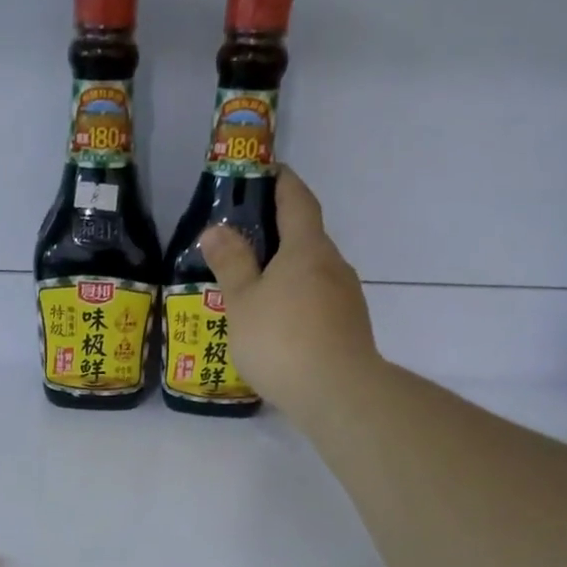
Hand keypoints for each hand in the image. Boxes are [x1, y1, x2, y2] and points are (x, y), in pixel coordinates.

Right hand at [199, 166, 379, 416]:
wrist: (337, 393)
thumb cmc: (282, 340)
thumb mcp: (243, 302)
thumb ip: (231, 264)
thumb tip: (216, 229)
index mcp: (307, 248)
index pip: (297, 200)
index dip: (282, 182)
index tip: (266, 173)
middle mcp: (333, 265)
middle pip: (307, 238)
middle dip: (279, 235)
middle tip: (245, 245)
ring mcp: (347, 298)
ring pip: (314, 274)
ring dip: (288, 274)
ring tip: (257, 292)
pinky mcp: (350, 329)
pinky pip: (319, 304)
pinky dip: (299, 303)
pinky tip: (279, 327)